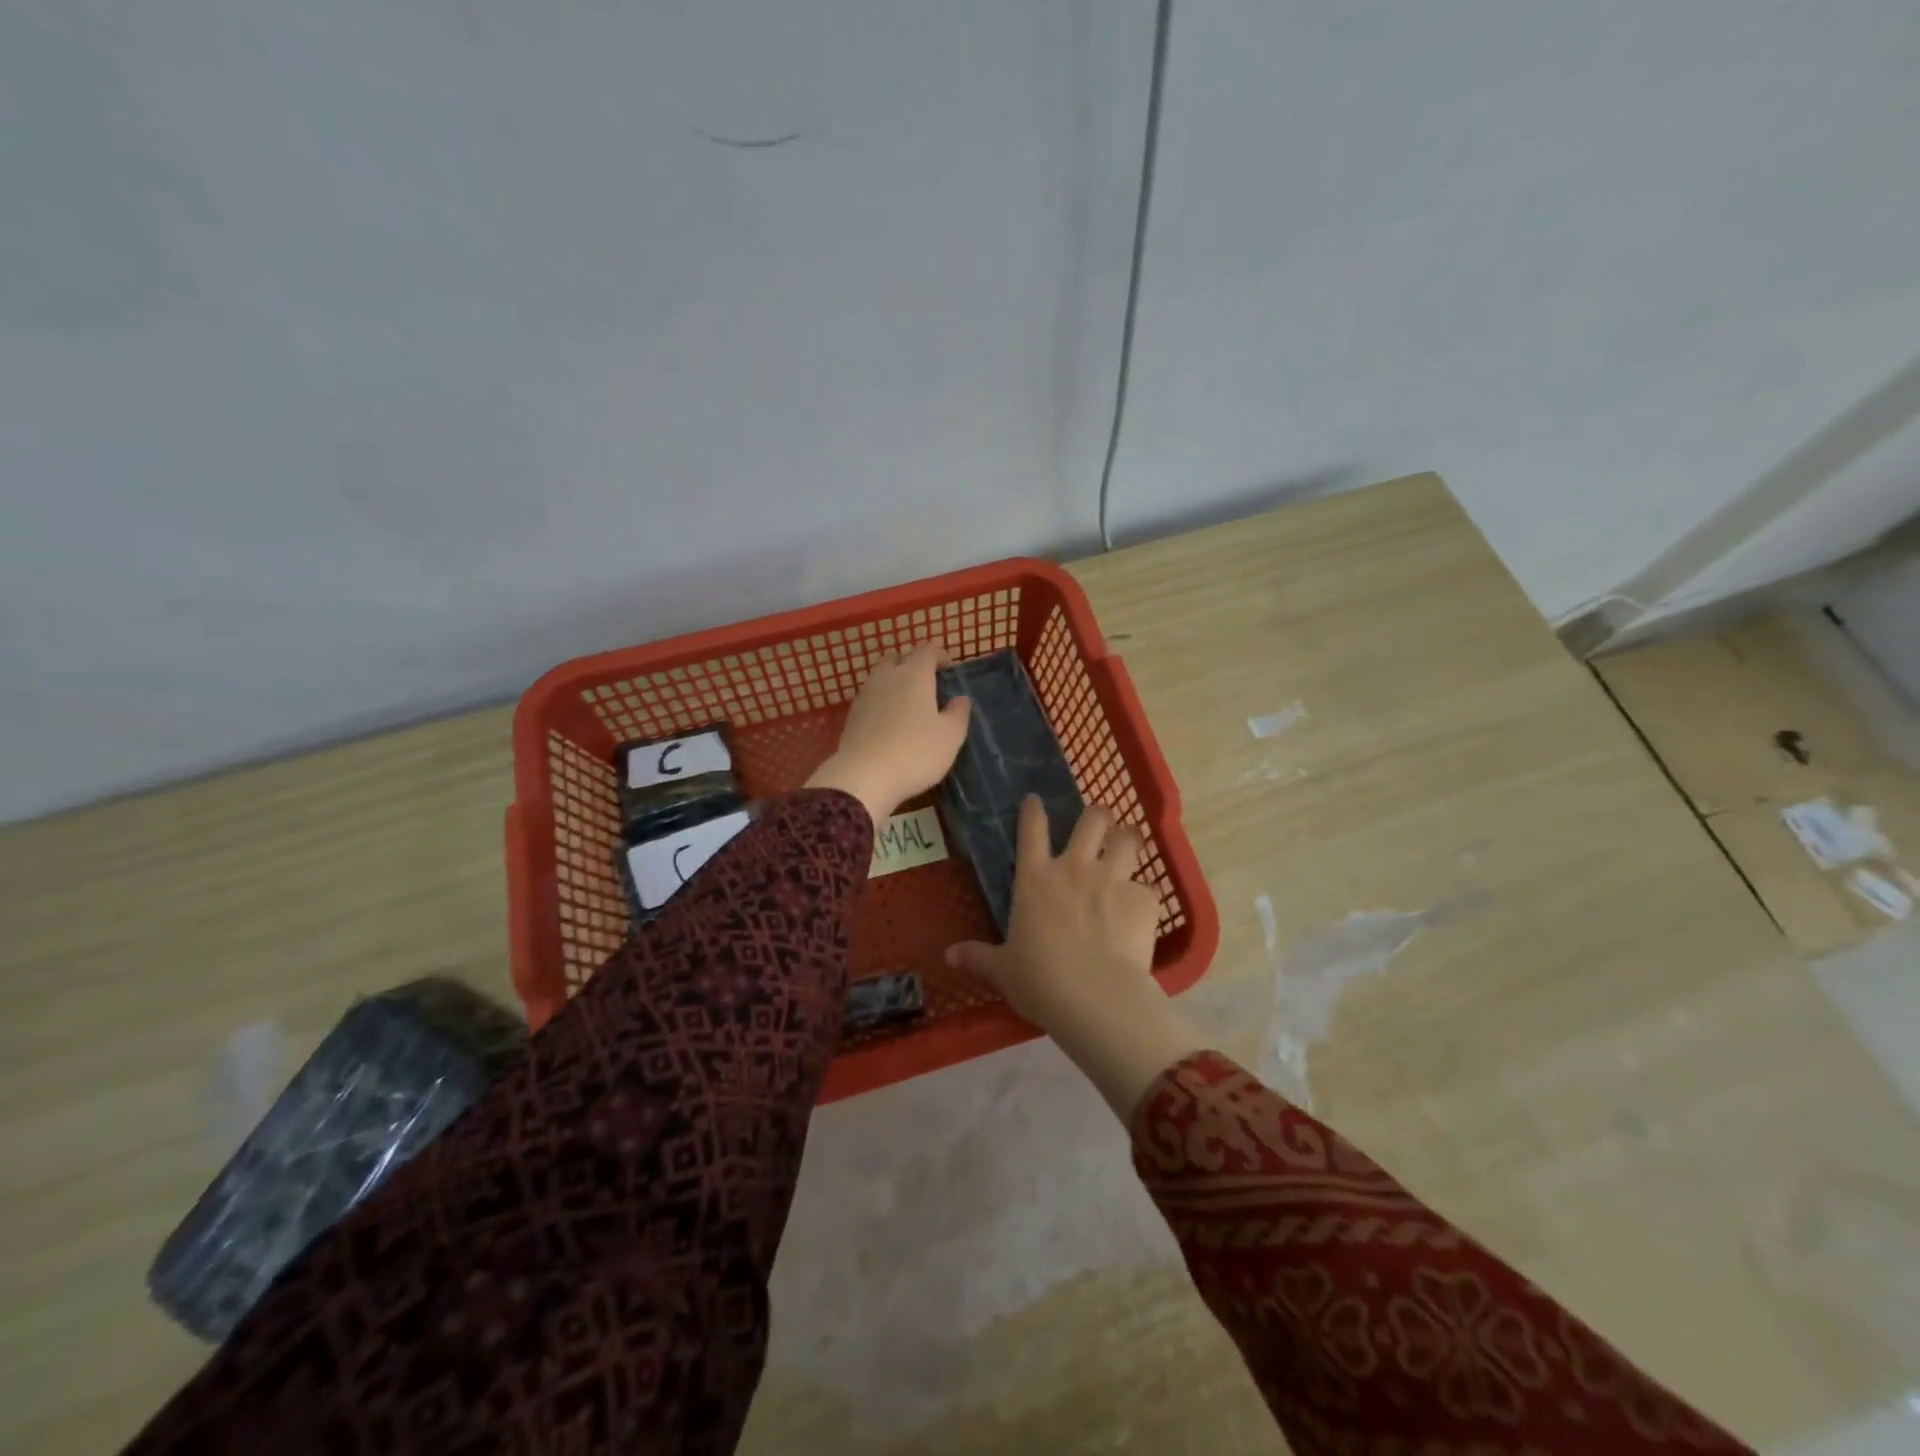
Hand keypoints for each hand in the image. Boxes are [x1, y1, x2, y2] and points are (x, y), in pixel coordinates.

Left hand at [805, 643, 970, 824]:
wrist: (864, 777)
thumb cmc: (916, 752)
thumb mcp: (950, 736)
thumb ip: (958, 713)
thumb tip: (960, 699)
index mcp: (915, 675)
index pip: (927, 650)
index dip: (940, 655)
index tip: (949, 669)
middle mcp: (887, 676)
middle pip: (899, 657)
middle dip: (913, 663)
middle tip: (927, 682)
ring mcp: (866, 694)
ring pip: (881, 675)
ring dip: (895, 680)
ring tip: (908, 701)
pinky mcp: (852, 714)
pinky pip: (870, 696)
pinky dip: (882, 699)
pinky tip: (890, 720)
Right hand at [946, 796, 1204, 1120]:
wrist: (1095, 997)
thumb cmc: (1040, 981)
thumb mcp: (1003, 970)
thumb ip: (978, 957)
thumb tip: (948, 956)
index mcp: (1035, 879)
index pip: (1032, 830)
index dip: (1033, 810)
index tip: (1035, 799)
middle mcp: (1075, 868)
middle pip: (1092, 819)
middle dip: (1097, 815)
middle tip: (1099, 822)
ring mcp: (1112, 879)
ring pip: (1128, 838)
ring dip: (1128, 839)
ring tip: (1129, 844)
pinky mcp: (1143, 899)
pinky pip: (1148, 888)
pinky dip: (1144, 896)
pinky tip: (1142, 911)